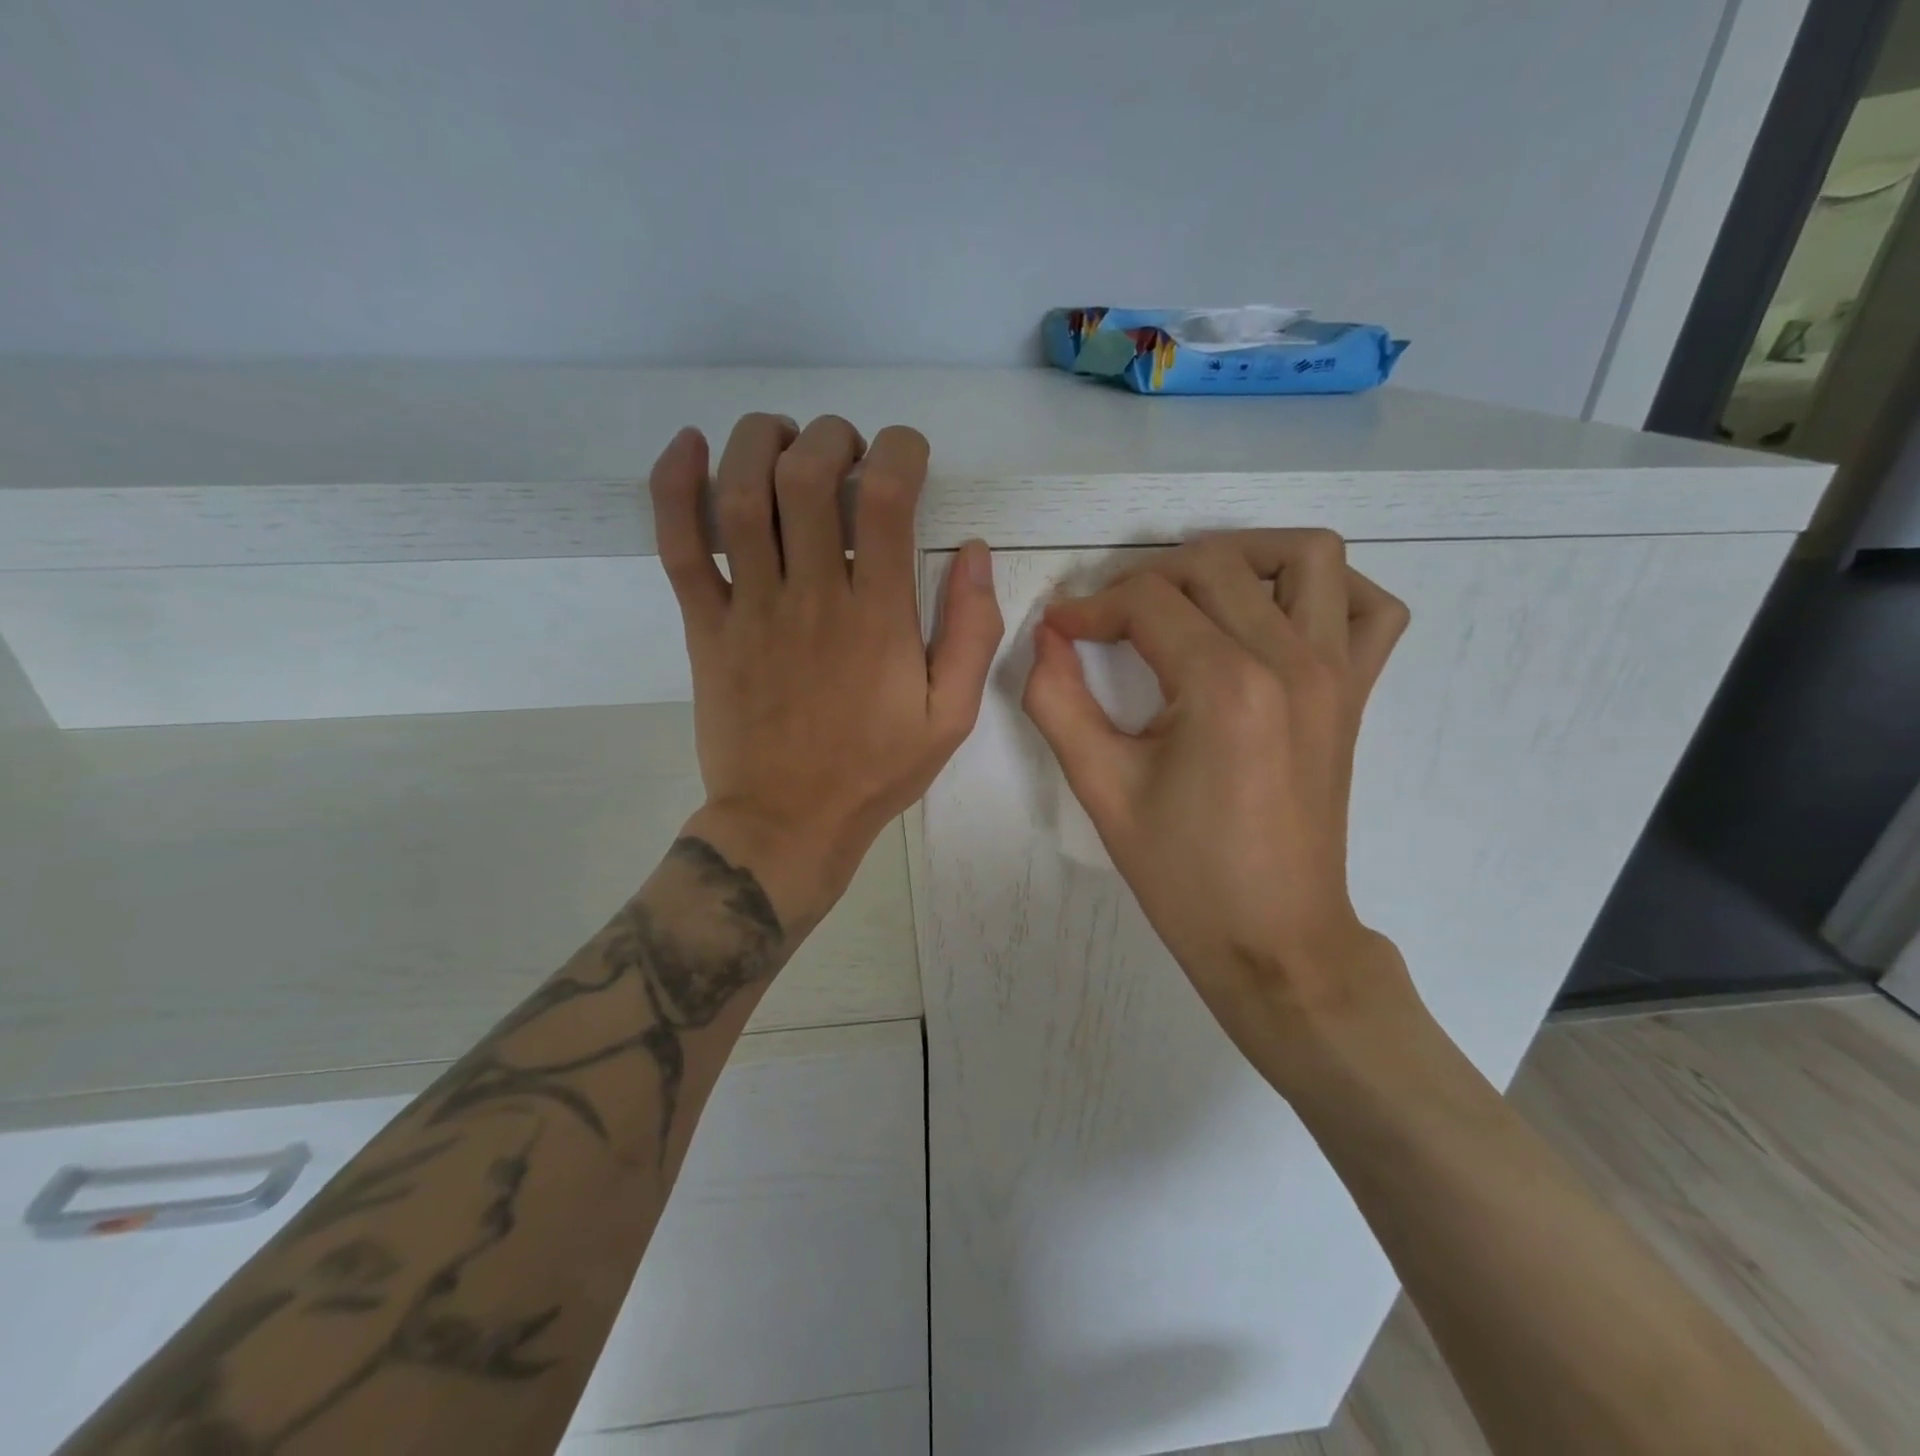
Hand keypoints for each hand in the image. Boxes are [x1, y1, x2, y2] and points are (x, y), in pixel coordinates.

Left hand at [649, 413, 1003, 931]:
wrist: (787, 823)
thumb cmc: (875, 771)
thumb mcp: (950, 716)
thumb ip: (971, 633)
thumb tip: (975, 553)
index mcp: (878, 618)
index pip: (886, 499)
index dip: (899, 451)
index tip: (907, 455)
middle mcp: (812, 597)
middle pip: (807, 477)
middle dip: (831, 437)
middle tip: (846, 451)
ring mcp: (750, 609)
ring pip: (740, 495)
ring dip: (760, 442)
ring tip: (783, 439)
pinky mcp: (705, 626)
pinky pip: (678, 545)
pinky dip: (675, 486)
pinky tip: (689, 445)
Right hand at [1022, 530, 1415, 1068]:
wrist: (1273, 940)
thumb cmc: (1183, 874)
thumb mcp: (1101, 789)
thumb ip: (1058, 702)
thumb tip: (1046, 637)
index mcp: (1224, 687)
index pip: (1147, 602)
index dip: (1089, 606)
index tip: (1058, 629)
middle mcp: (1291, 661)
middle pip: (1212, 566)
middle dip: (1145, 580)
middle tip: (1109, 623)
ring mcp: (1336, 672)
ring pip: (1304, 556)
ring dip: (1240, 558)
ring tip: (1191, 596)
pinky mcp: (1356, 693)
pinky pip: (1371, 607)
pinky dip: (1326, 591)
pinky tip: (1274, 616)